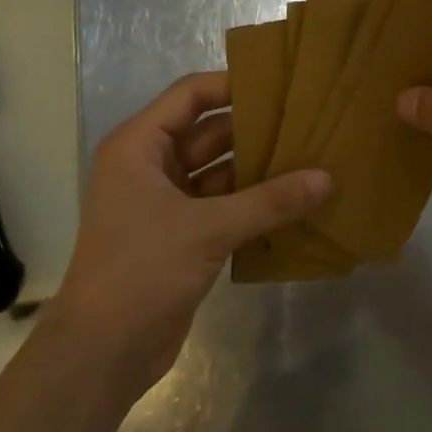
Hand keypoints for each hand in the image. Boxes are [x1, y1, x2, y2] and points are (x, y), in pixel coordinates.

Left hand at [43, 72, 329, 399]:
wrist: (105, 349)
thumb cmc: (142, 270)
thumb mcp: (208, 228)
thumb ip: (270, 202)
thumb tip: (326, 178)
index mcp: (139, 147)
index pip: (189, 96)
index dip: (232, 85)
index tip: (282, 82)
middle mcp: (150, 168)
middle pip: (208, 134)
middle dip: (255, 130)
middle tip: (310, 122)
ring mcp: (166, 205)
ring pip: (219, 174)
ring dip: (258, 171)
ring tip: (312, 159)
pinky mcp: (182, 237)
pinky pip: (223, 208)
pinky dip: (253, 205)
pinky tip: (295, 203)